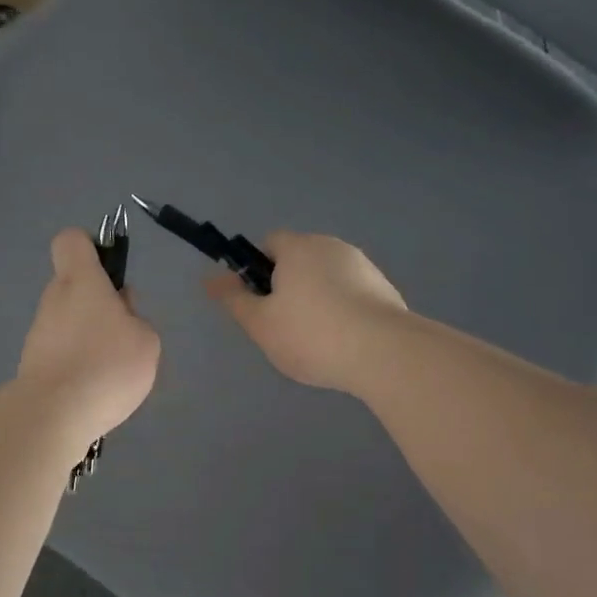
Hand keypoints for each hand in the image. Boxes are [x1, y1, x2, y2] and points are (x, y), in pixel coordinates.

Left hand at [18, 229, 160, 442]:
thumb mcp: (146, 340)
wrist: (53, 415)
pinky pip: (61, 351)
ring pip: (67, 321)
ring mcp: (38, 333)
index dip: (91, 246)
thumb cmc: (107, 365)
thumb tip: (122, 314)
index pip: (72, 241)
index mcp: (80, 281)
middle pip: (73, 285)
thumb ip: (136, 319)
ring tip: (111, 370)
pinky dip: (77, 363)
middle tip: (124, 332)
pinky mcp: (32, 364)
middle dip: (98, 303)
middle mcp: (53, 299)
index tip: (110, 270)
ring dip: (88, 336)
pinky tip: (94, 389)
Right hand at [206, 232, 407, 394]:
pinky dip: (344, 312)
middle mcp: (332, 246)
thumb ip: (234, 299)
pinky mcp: (386, 290)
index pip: (270, 243)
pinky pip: (353, 295)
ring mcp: (364, 266)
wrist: (384, 353)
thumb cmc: (311, 334)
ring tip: (317, 341)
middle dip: (289, 287)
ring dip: (318, 300)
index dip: (258, 269)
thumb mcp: (260, 323)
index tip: (260, 302)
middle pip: (300, 260)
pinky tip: (344, 344)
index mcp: (298, 247)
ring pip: (328, 278)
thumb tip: (210, 278)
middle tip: (283, 326)